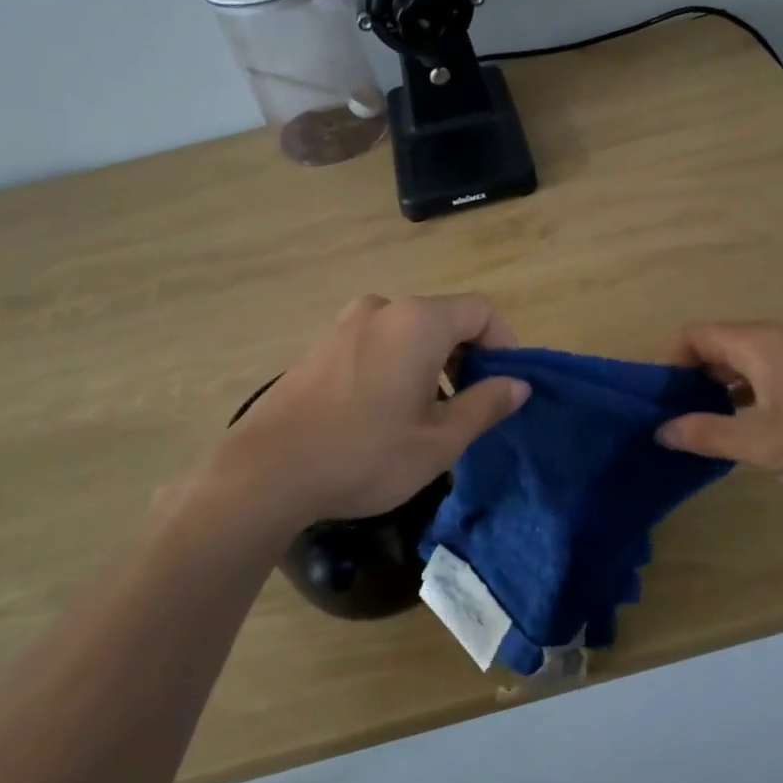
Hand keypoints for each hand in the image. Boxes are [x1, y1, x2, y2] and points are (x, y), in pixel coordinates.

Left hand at [202, 294, 529, 526]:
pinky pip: (378, 343)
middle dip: (468, 357)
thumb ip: (485, 405)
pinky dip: (399, 366)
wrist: (265, 472)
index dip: (505, 343)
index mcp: (417, 322)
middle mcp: (382, 310)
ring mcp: (345, 325)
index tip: (506, 385)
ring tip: (430, 415)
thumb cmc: (364, 454)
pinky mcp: (321, 347)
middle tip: (472, 406)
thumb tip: (518, 384)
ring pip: (409, 333)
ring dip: (433, 363)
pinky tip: (386, 413)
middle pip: (444, 318)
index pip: (481, 311)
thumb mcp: (439, 441)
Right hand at [656, 321, 782, 492]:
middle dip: (690, 378)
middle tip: (672, 417)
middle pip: (717, 346)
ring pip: (742, 362)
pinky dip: (744, 394)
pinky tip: (741, 428)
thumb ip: (707, 434)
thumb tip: (662, 430)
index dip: (670, 362)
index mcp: (760, 343)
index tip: (659, 400)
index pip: (695, 335)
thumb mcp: (762, 445)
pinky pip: (764, 374)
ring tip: (700, 426)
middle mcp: (777, 340)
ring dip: (717, 389)